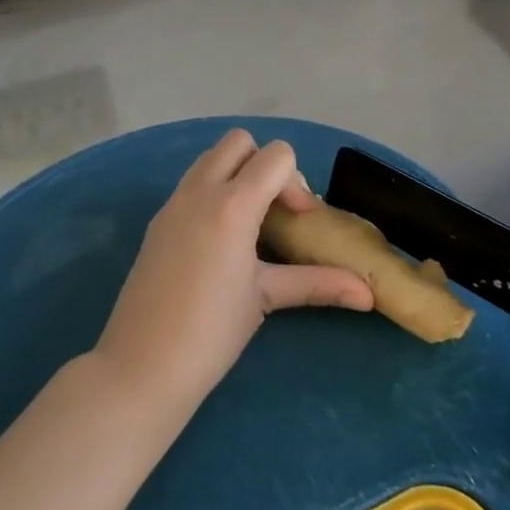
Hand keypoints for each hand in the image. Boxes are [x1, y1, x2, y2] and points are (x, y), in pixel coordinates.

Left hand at [95, 130, 373, 406]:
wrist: (140, 366)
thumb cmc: (212, 332)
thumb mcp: (266, 299)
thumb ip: (318, 284)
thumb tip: (368, 295)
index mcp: (232, 205)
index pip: (276, 155)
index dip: (296, 182)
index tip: (299, 221)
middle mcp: (199, 192)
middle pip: (239, 142)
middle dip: (263, 165)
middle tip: (273, 212)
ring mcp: (172, 204)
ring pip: (210, 159)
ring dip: (236, 176)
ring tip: (248, 227)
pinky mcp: (157, 222)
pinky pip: (191, 185)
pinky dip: (213, 194)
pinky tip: (219, 243)